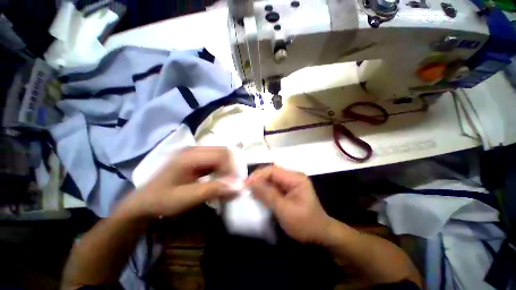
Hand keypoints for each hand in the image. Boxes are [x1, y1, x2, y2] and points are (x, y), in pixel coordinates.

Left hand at [129, 147, 236, 217]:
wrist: (144, 202)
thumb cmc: (162, 200)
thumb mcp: (186, 198)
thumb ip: (213, 190)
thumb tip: (238, 187)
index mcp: (190, 155)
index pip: (221, 155)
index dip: (230, 169)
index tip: (231, 186)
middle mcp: (195, 149)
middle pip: (224, 152)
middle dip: (231, 168)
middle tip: (230, 185)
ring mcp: (196, 153)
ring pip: (222, 156)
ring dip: (227, 169)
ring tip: (225, 184)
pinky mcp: (197, 159)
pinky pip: (216, 161)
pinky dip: (222, 170)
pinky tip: (218, 181)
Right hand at [247, 165, 332, 243]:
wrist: (320, 235)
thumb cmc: (305, 224)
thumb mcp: (285, 210)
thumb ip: (268, 195)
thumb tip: (252, 183)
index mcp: (295, 178)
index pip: (272, 170)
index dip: (258, 175)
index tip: (245, 184)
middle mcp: (293, 176)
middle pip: (271, 173)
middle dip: (258, 179)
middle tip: (245, 188)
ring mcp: (291, 183)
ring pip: (271, 179)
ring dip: (260, 185)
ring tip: (249, 192)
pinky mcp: (288, 189)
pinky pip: (274, 186)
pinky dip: (265, 190)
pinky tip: (258, 196)